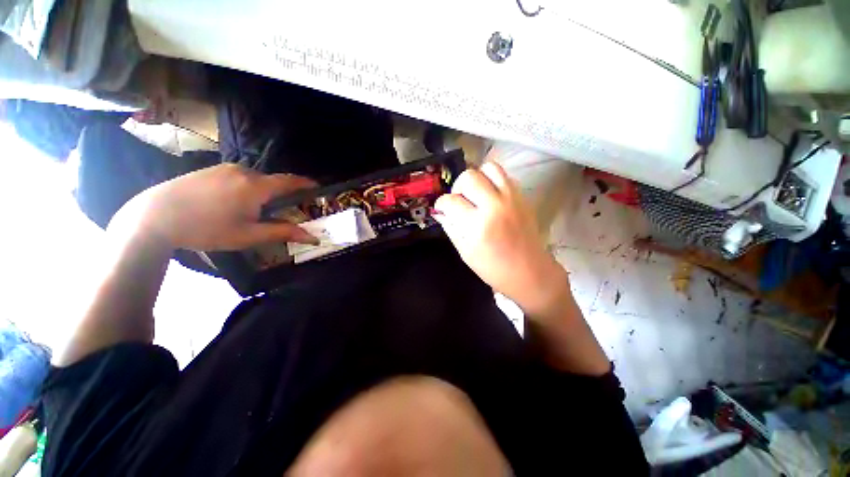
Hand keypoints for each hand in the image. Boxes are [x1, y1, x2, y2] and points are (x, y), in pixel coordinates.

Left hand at [113, 164, 318, 250]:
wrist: (153, 216)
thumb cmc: (206, 229)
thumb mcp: (248, 235)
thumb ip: (282, 232)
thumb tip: (311, 235)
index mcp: (256, 186)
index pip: (290, 181)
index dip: (306, 184)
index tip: (318, 188)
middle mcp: (243, 171)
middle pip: (273, 181)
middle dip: (282, 193)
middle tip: (284, 209)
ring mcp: (225, 168)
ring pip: (255, 179)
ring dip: (263, 192)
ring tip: (256, 210)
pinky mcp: (211, 170)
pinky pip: (239, 177)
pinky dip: (247, 188)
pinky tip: (233, 203)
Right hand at [434, 162, 569, 315]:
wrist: (529, 272)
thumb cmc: (493, 268)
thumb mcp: (465, 251)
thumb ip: (450, 227)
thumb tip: (440, 211)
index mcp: (477, 225)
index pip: (451, 201)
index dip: (441, 204)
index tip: (442, 209)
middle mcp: (495, 206)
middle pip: (469, 177)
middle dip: (457, 187)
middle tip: (460, 201)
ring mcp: (511, 198)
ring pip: (488, 167)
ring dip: (477, 178)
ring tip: (475, 194)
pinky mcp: (522, 196)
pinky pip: (504, 175)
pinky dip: (492, 180)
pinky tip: (490, 196)